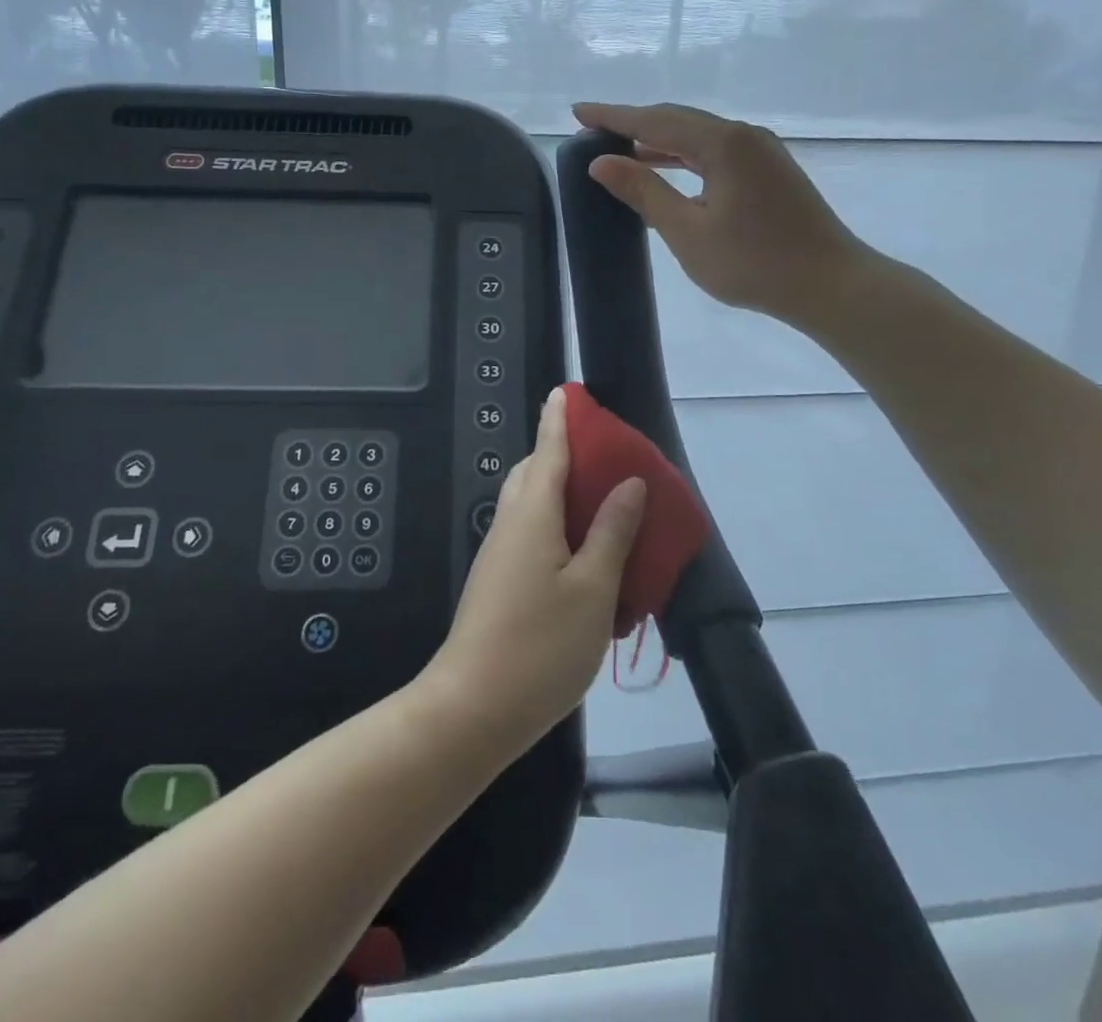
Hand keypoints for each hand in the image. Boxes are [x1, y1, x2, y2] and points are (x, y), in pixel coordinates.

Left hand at [425, 387, 645, 755]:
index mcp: (532, 514)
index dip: (560, 420)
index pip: (548, 451)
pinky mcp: (499, 581)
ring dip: (560, 491)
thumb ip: (612, 532)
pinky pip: (530, 533)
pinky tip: (583, 552)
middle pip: (534, 473)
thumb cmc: (540, 646)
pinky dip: (556, 525)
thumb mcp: (592, 589)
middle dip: (561, 453)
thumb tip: (629, 483)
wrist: (472, 708)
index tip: (567, 392)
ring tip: (601, 501)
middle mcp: (510, 524)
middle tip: (602, 456)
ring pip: (530, 504)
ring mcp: (500, 554)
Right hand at [572, 101, 871, 329]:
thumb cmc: (753, 262)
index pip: (654, 120)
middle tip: (595, 130)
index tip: (578, 111)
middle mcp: (744, 136)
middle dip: (634, 123)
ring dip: (660, 142)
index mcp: (722, 143)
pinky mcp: (771, 171)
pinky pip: (717, 152)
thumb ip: (644, 191)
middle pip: (678, 120)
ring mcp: (762, 152)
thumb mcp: (687, 231)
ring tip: (623, 152)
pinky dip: (685, 158)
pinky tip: (668, 174)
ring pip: (699, 136)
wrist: (829, 284)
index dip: (613, 116)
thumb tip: (602, 162)